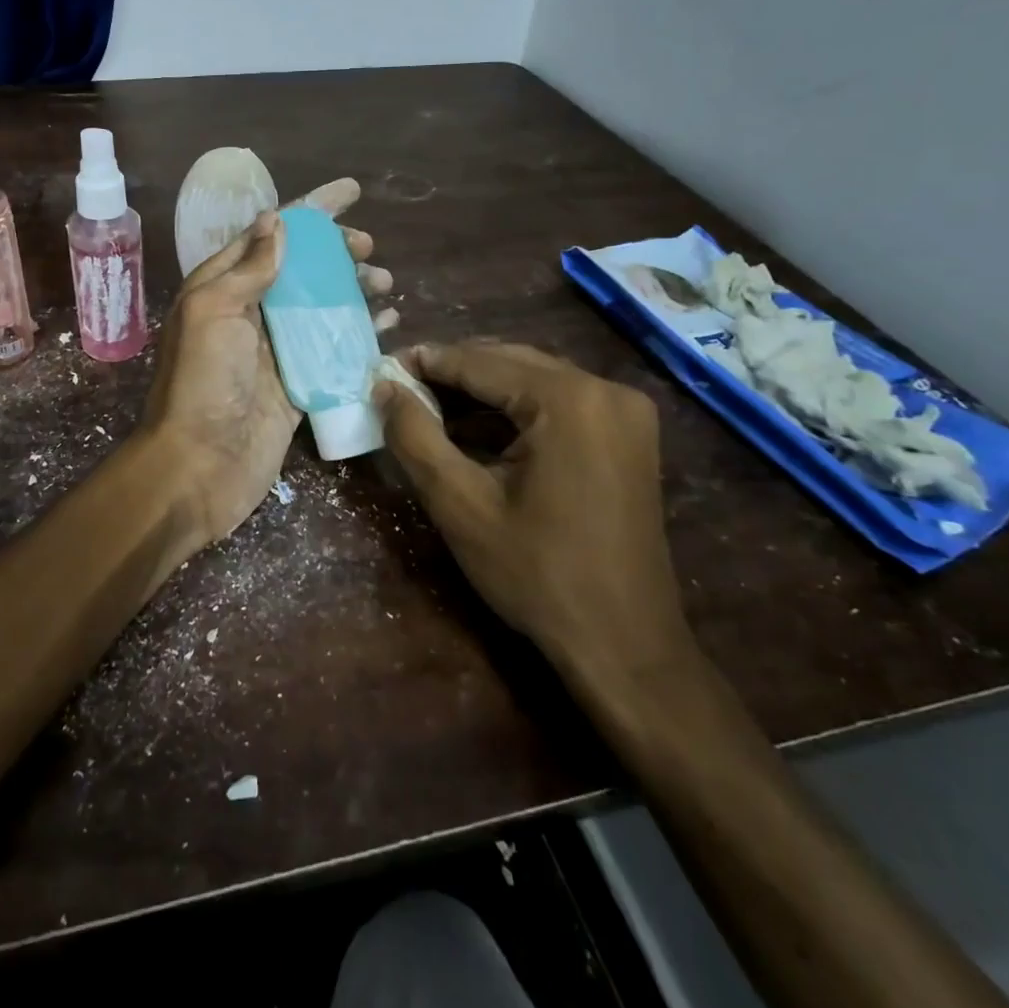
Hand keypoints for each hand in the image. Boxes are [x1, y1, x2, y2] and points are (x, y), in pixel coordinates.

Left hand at [141, 179, 392, 559]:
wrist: (198, 466)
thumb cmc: (202, 383)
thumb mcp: (213, 312)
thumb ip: (247, 268)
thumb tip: (276, 220)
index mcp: (223, 288)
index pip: (271, 234)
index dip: (310, 210)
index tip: (351, 191)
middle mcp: (250, 313)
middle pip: (301, 269)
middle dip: (337, 251)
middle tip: (370, 248)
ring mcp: (275, 350)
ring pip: (321, 306)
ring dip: (353, 289)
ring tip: (386, 282)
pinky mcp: (297, 385)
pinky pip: (333, 349)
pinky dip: (360, 333)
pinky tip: (387, 323)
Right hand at [373, 341, 693, 701]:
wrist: (624, 645)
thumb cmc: (538, 575)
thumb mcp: (460, 505)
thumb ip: (415, 436)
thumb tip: (383, 387)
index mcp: (568, 400)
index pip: (479, 362)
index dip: (424, 362)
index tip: (380, 369)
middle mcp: (605, 389)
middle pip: (509, 362)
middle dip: (452, 374)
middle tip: (400, 391)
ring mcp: (624, 411)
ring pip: (533, 380)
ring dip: (481, 392)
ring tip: (429, 409)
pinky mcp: (628, 435)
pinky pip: (558, 403)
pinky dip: (514, 411)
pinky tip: (477, 431)